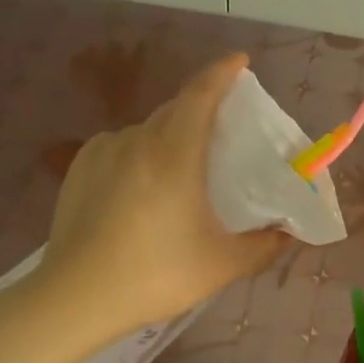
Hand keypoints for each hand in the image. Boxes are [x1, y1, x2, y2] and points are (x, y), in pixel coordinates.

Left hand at [36, 53, 286, 334]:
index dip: (222, 73)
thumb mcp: (222, 265)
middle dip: (203, 107)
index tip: (240, 63)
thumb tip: (288, 233)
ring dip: (172, 136)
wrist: (74, 299)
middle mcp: (137, 142)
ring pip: (148, 129)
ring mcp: (103, 152)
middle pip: (176, 109)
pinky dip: (142, 152)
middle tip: (224, 131)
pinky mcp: (79, 168)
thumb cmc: (155, 276)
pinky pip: (121, 146)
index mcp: (174, 155)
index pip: (200, 95)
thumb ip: (264, 246)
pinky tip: (144, 186)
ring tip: (184, 169)